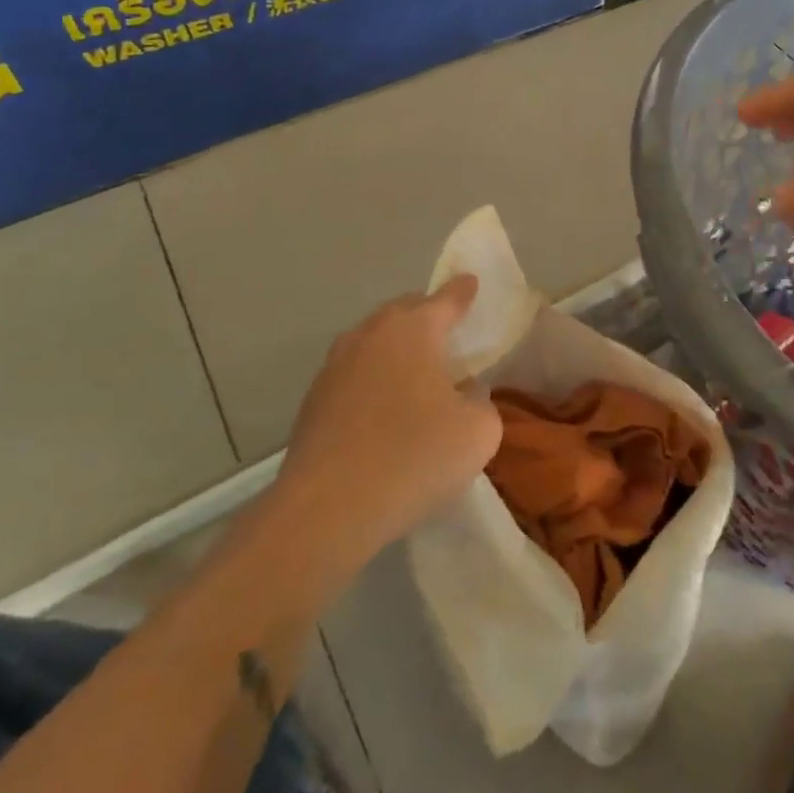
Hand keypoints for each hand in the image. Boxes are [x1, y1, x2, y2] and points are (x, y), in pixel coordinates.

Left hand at [274, 277, 502, 562]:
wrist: (326, 510)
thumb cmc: (413, 457)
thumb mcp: (478, 432)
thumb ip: (481, 402)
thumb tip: (464, 395)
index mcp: (412, 329)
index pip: (445, 299)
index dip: (462, 291)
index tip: (470, 282)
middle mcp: (369, 335)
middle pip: (404, 313)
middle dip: (427, 316)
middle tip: (448, 331)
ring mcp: (334, 367)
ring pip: (374, 344)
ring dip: (397, 352)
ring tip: (417, 374)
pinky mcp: (313, 403)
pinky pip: (354, 377)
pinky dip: (374, 382)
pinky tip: (384, 413)